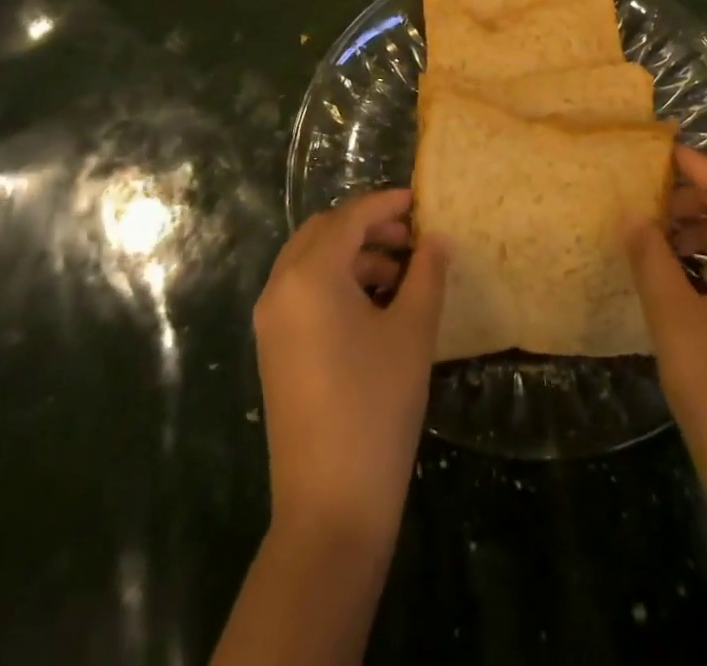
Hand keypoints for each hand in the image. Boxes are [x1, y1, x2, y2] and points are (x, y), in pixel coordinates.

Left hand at [253, 188, 447, 549]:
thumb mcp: (411, 332)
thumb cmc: (376, 407)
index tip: (419, 200)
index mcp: (310, 275)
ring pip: (310, 261)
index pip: (349, 217)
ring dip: (352, 255)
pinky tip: (373, 304)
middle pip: (323, 232)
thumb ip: (427, 274)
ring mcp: (270, 320)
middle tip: (410, 236)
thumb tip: (436, 239)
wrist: (330, 506)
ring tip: (400, 273)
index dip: (386, 203)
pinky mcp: (273, 348)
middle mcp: (280, 287)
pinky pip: (302, 291)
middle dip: (366, 226)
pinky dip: (336, 282)